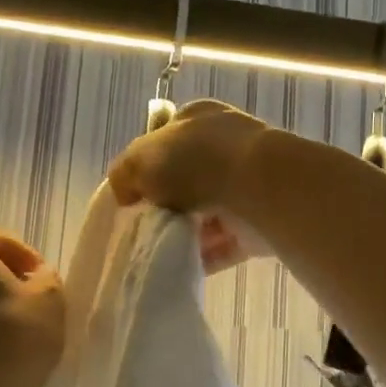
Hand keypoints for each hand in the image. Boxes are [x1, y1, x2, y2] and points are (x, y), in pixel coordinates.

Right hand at [108, 100, 273, 271]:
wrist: (260, 188)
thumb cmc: (196, 162)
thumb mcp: (141, 158)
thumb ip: (125, 172)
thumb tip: (125, 193)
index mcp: (199, 119)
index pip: (167, 139)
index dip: (146, 166)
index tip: (131, 195)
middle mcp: (226, 147)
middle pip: (187, 179)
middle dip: (166, 203)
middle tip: (142, 225)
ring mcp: (246, 185)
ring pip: (206, 214)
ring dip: (184, 233)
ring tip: (157, 250)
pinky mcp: (259, 223)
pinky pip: (224, 245)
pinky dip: (204, 258)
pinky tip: (180, 268)